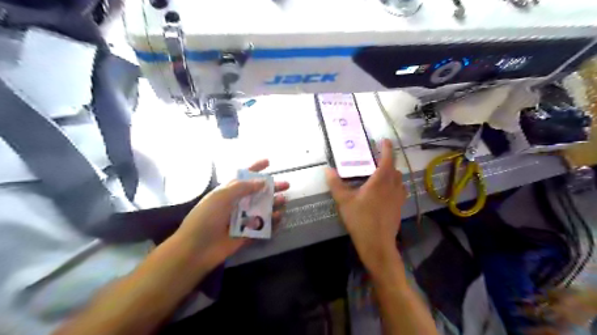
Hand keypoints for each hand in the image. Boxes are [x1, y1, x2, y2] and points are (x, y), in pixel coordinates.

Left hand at [174, 160, 289, 269]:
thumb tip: (262, 181)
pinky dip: (272, 221)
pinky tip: (279, 217)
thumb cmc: (206, 218)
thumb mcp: (221, 196)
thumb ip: (242, 187)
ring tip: (284, 201)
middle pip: (257, 192)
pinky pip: (262, 225)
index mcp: (228, 192)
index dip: (255, 168)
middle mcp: (237, 203)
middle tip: (286, 185)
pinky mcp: (247, 234)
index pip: (243, 176)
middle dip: (271, 187)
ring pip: (262, 208)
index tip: (268, 162)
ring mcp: (242, 219)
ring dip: (273, 203)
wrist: (196, 249)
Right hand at [326, 140, 405, 272]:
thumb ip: (336, 184)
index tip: (385, 140)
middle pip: (394, 168)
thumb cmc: (360, 219)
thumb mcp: (344, 201)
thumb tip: (327, 170)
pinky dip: (395, 185)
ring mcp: (398, 197)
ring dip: (392, 173)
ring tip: (382, 174)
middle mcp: (393, 186)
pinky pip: (400, 190)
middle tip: (377, 160)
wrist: (377, 243)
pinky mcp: (399, 207)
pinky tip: (387, 192)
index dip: (387, 148)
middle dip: (388, 161)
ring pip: (399, 179)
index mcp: (380, 181)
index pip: (387, 159)